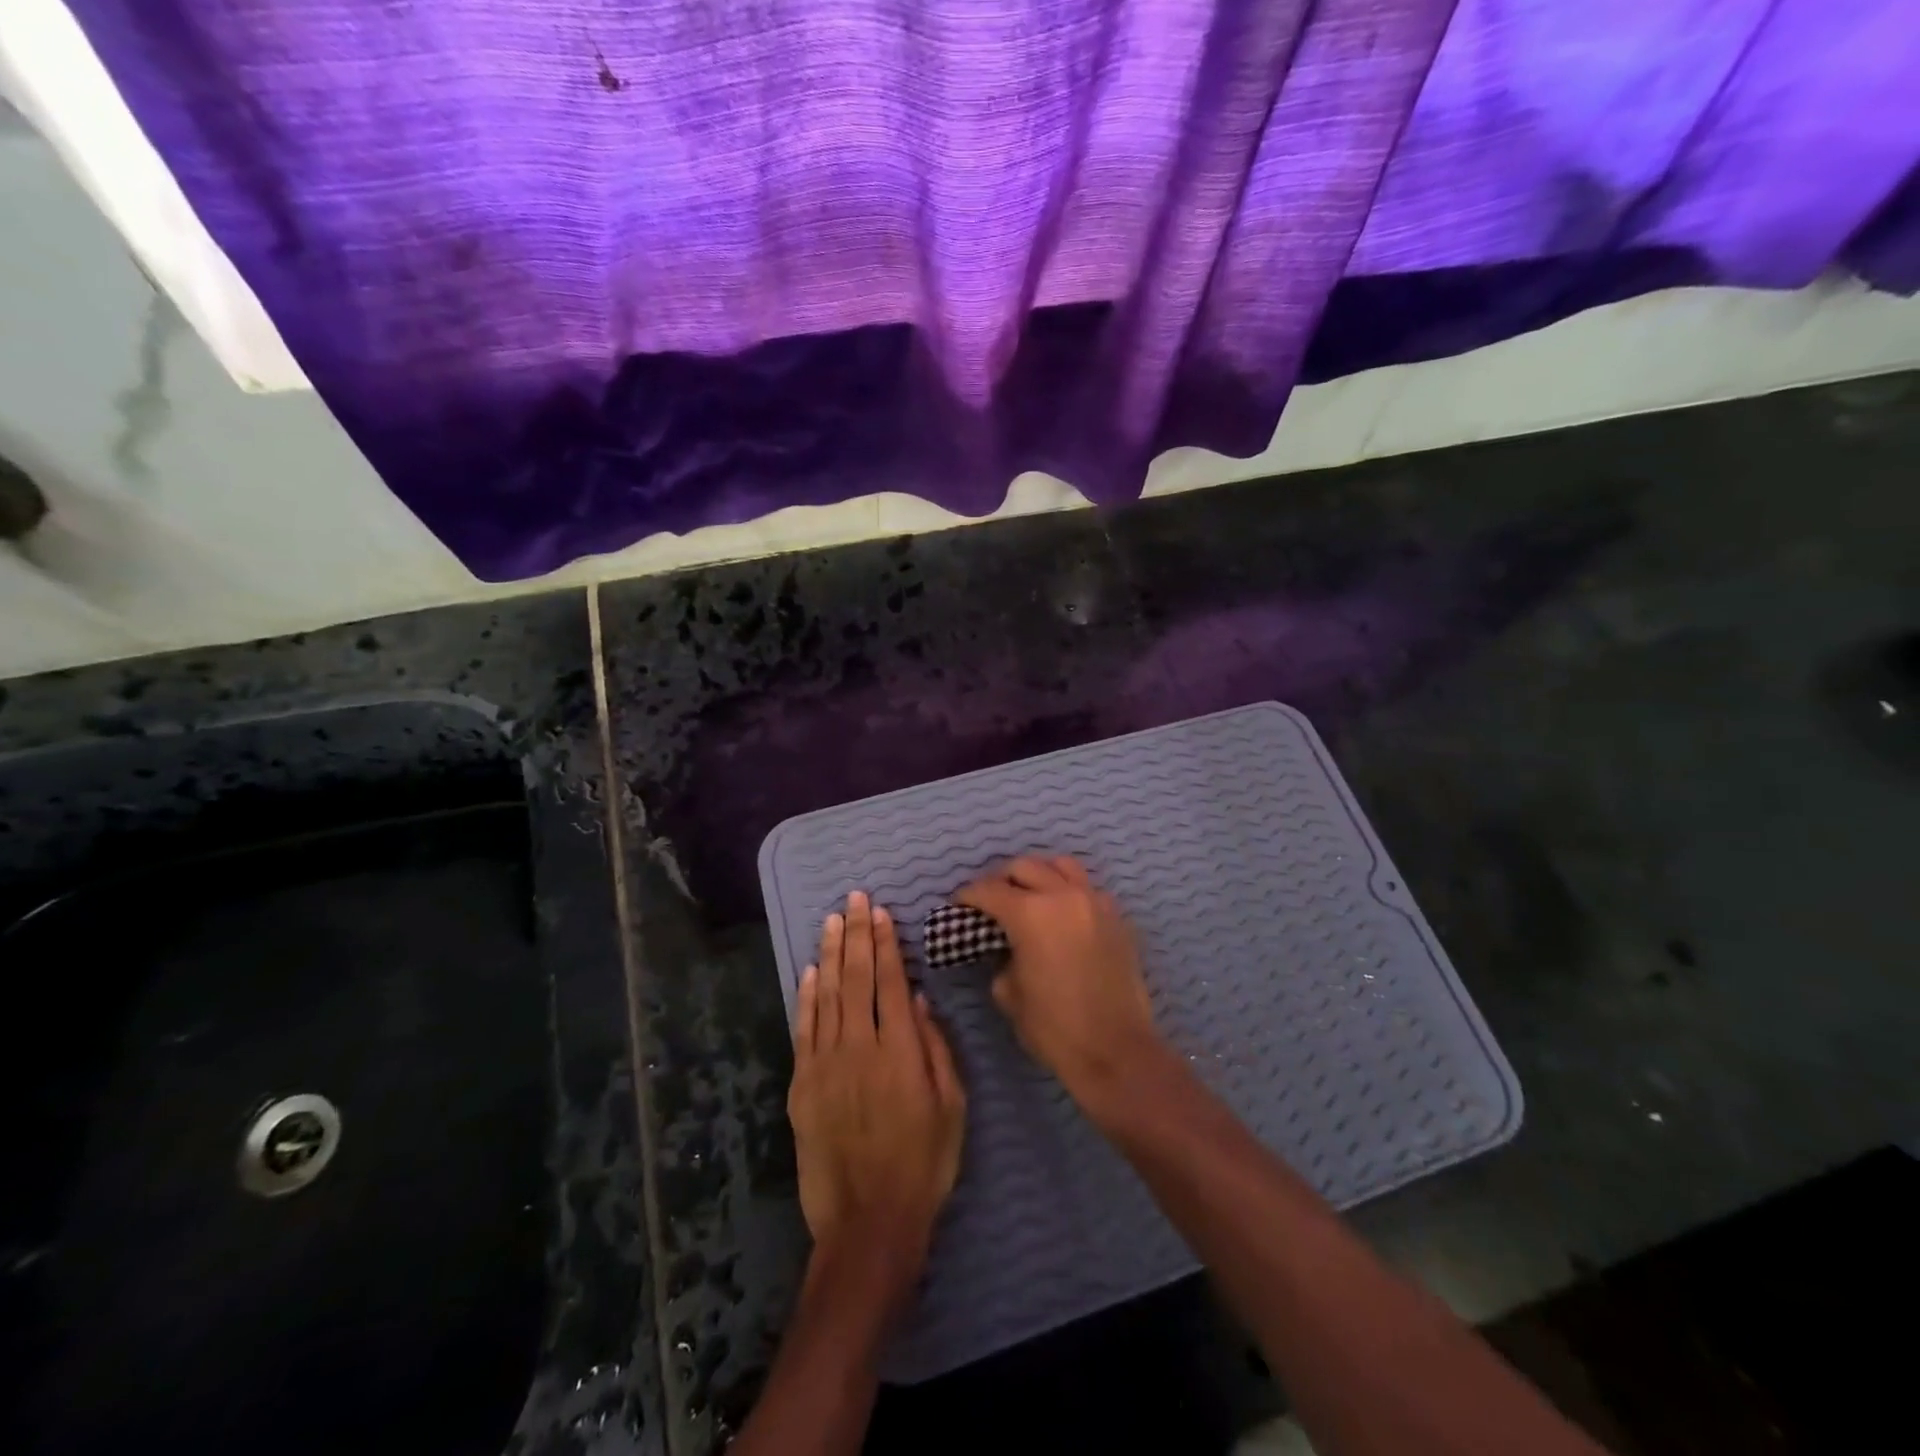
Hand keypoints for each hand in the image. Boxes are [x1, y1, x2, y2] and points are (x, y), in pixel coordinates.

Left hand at [788, 891, 965, 1303]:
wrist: (868, 1224)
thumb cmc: (924, 1165)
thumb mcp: (952, 1107)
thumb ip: (936, 1048)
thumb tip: (917, 999)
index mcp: (899, 1051)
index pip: (889, 983)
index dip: (884, 944)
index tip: (880, 912)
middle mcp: (859, 1048)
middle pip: (855, 979)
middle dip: (856, 935)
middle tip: (854, 899)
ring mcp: (825, 1065)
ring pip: (826, 996)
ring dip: (829, 955)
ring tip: (831, 921)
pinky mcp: (802, 1086)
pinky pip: (803, 1030)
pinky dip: (806, 997)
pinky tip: (809, 971)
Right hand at [956, 856, 1163, 1122]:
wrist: (1116, 1051)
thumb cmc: (1054, 1027)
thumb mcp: (1009, 994)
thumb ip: (1001, 958)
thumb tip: (1005, 948)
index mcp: (1030, 913)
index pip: (989, 890)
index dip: (968, 896)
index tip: (958, 905)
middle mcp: (1063, 895)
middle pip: (1025, 866)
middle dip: (1002, 880)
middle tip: (992, 901)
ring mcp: (1095, 902)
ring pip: (1061, 866)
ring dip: (1039, 875)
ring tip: (1030, 896)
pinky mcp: (1117, 917)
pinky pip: (1088, 889)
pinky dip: (1069, 892)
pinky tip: (1063, 915)